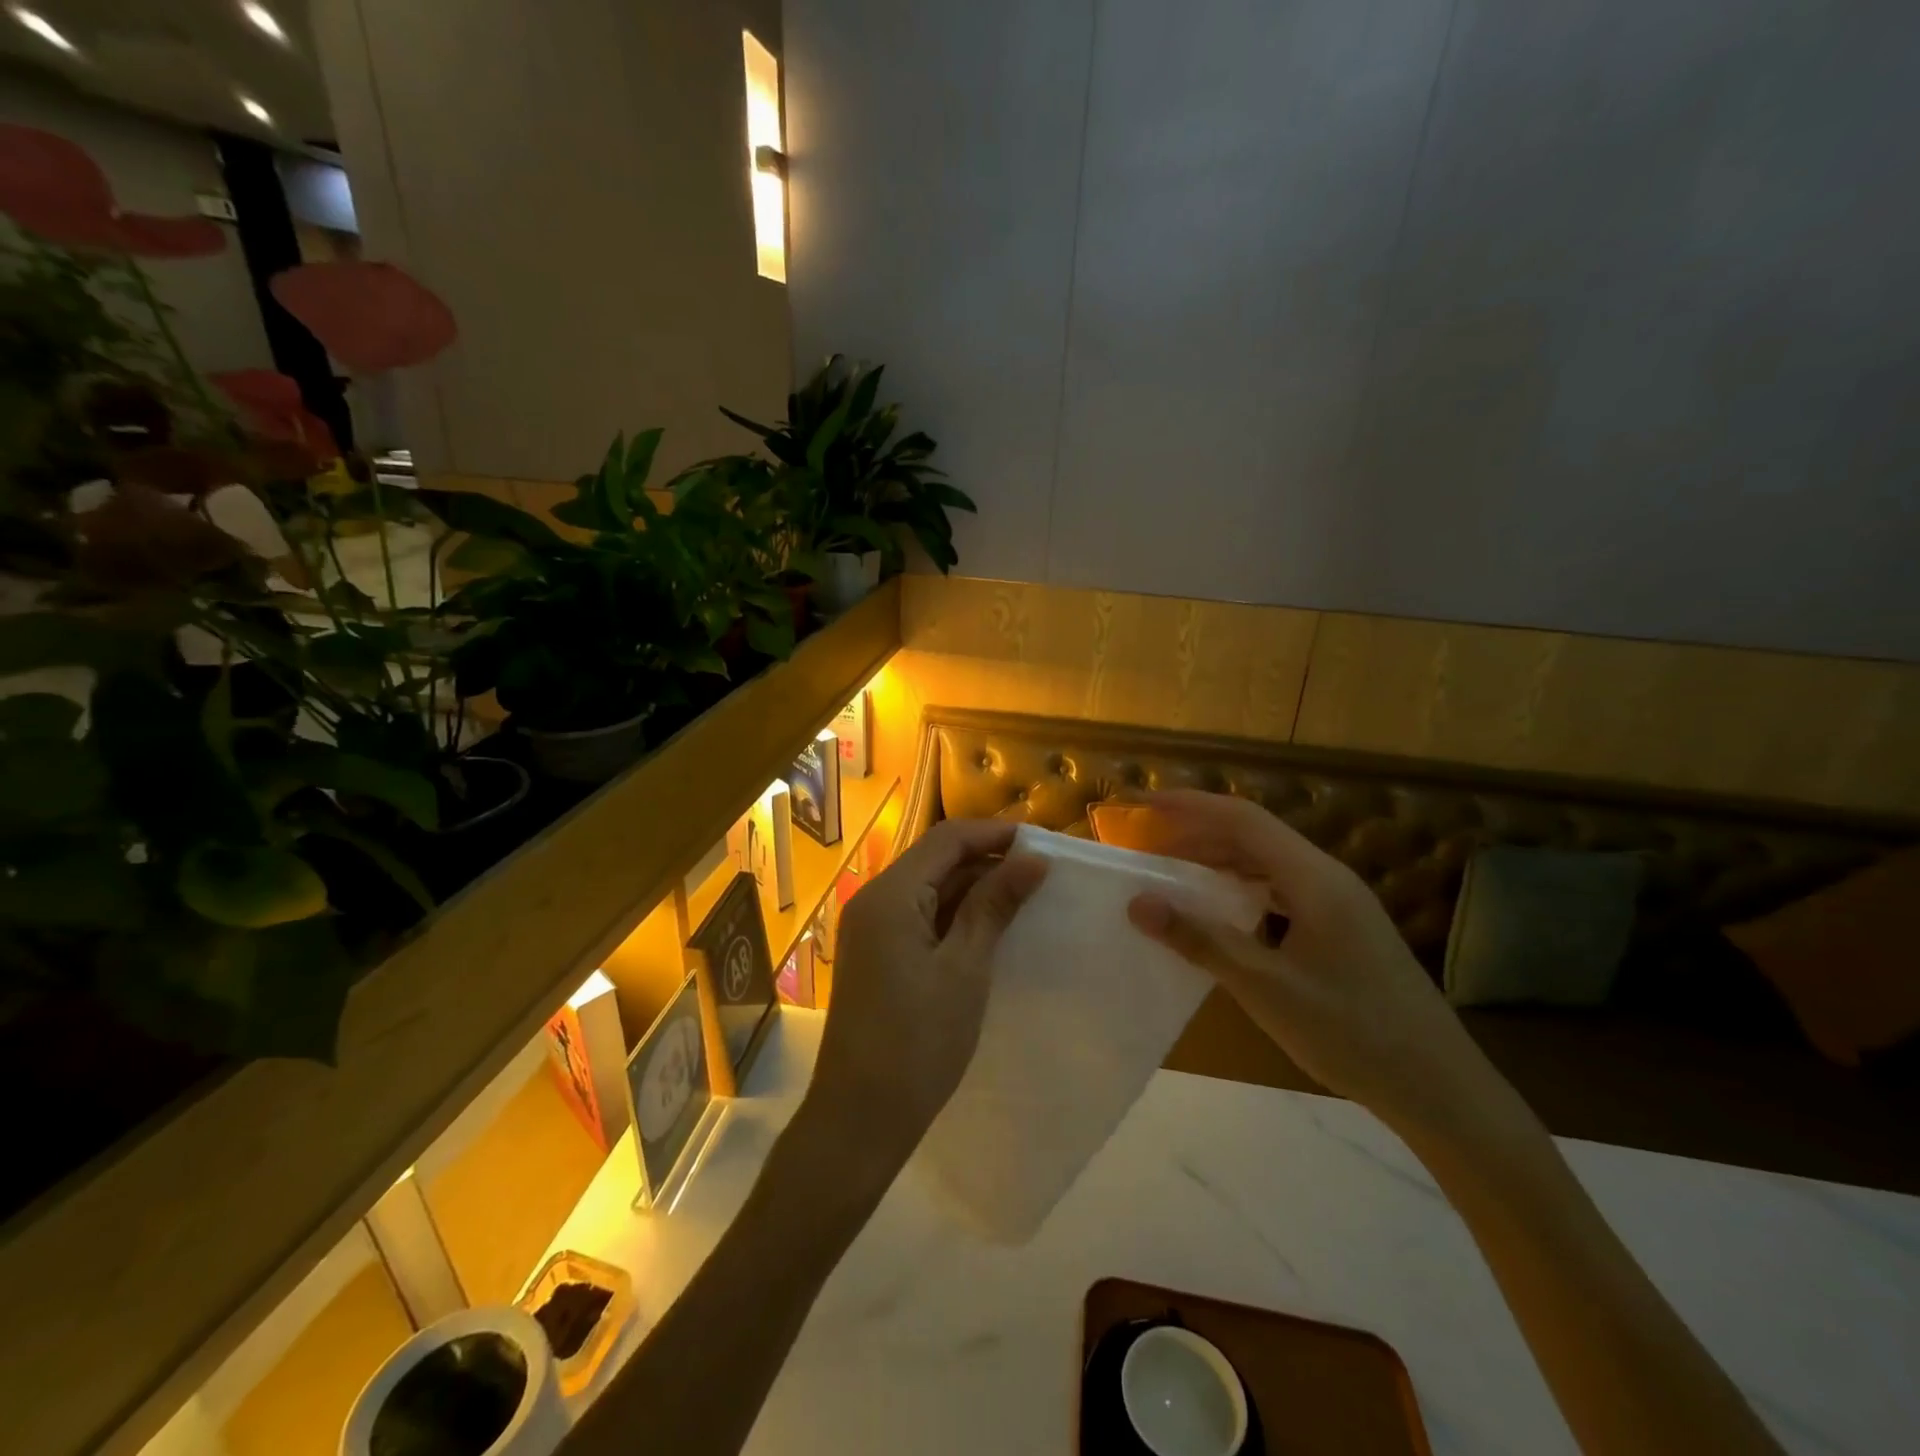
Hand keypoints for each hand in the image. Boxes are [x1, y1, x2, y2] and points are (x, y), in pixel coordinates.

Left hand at [808, 818, 1047, 1167]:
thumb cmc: (918, 1041)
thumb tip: (1034, 859)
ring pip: (929, 888)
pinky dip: (955, 914)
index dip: (994, 834)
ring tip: (1025, 896)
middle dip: (987, 859)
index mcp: (890, 894)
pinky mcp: (877, 954)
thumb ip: (994, 905)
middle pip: (935, 859)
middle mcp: (873, 900)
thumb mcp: (965, 968)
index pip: (947, 839)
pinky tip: (990, 927)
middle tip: (1041, 872)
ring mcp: (871, 929)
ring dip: (973, 887)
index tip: (1043, 842)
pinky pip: (920, 916)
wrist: (860, 1117)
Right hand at [1121, 790, 1491, 1134]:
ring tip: (1173, 874)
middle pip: (1254, 836)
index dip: (1190, 806)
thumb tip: (1139, 903)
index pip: (1243, 819)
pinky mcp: (1343, 929)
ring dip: (1219, 861)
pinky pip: (1281, 890)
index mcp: (1314, 878)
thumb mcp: (1266, 988)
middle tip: (1147, 846)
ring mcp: (1339, 904)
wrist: (1439, 1089)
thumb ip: (1201, 940)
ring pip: (1268, 863)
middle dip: (1197, 833)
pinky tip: (1221, 911)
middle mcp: (1328, 878)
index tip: (1143, 805)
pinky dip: (1242, 889)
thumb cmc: (1352, 1033)